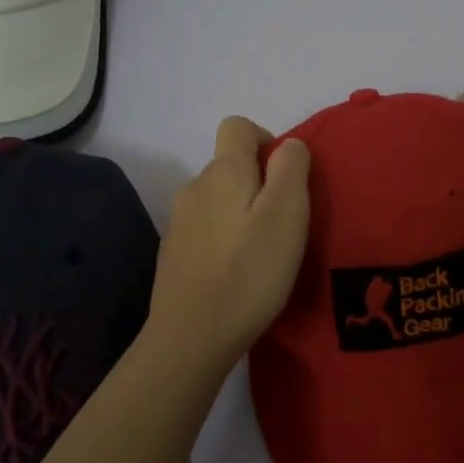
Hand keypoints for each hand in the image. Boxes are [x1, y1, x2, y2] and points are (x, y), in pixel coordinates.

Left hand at [145, 117, 311, 369]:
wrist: (192, 336)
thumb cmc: (249, 271)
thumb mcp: (287, 213)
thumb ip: (291, 168)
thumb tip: (288, 145)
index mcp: (223, 172)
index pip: (237, 126)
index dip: (265, 140)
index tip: (285, 177)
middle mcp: (194, 187)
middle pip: (228, 166)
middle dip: (257, 184)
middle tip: (282, 225)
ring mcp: (178, 222)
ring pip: (217, 200)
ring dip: (239, 214)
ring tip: (260, 254)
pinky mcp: (172, 254)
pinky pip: (204, 231)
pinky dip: (222, 241)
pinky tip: (235, 274)